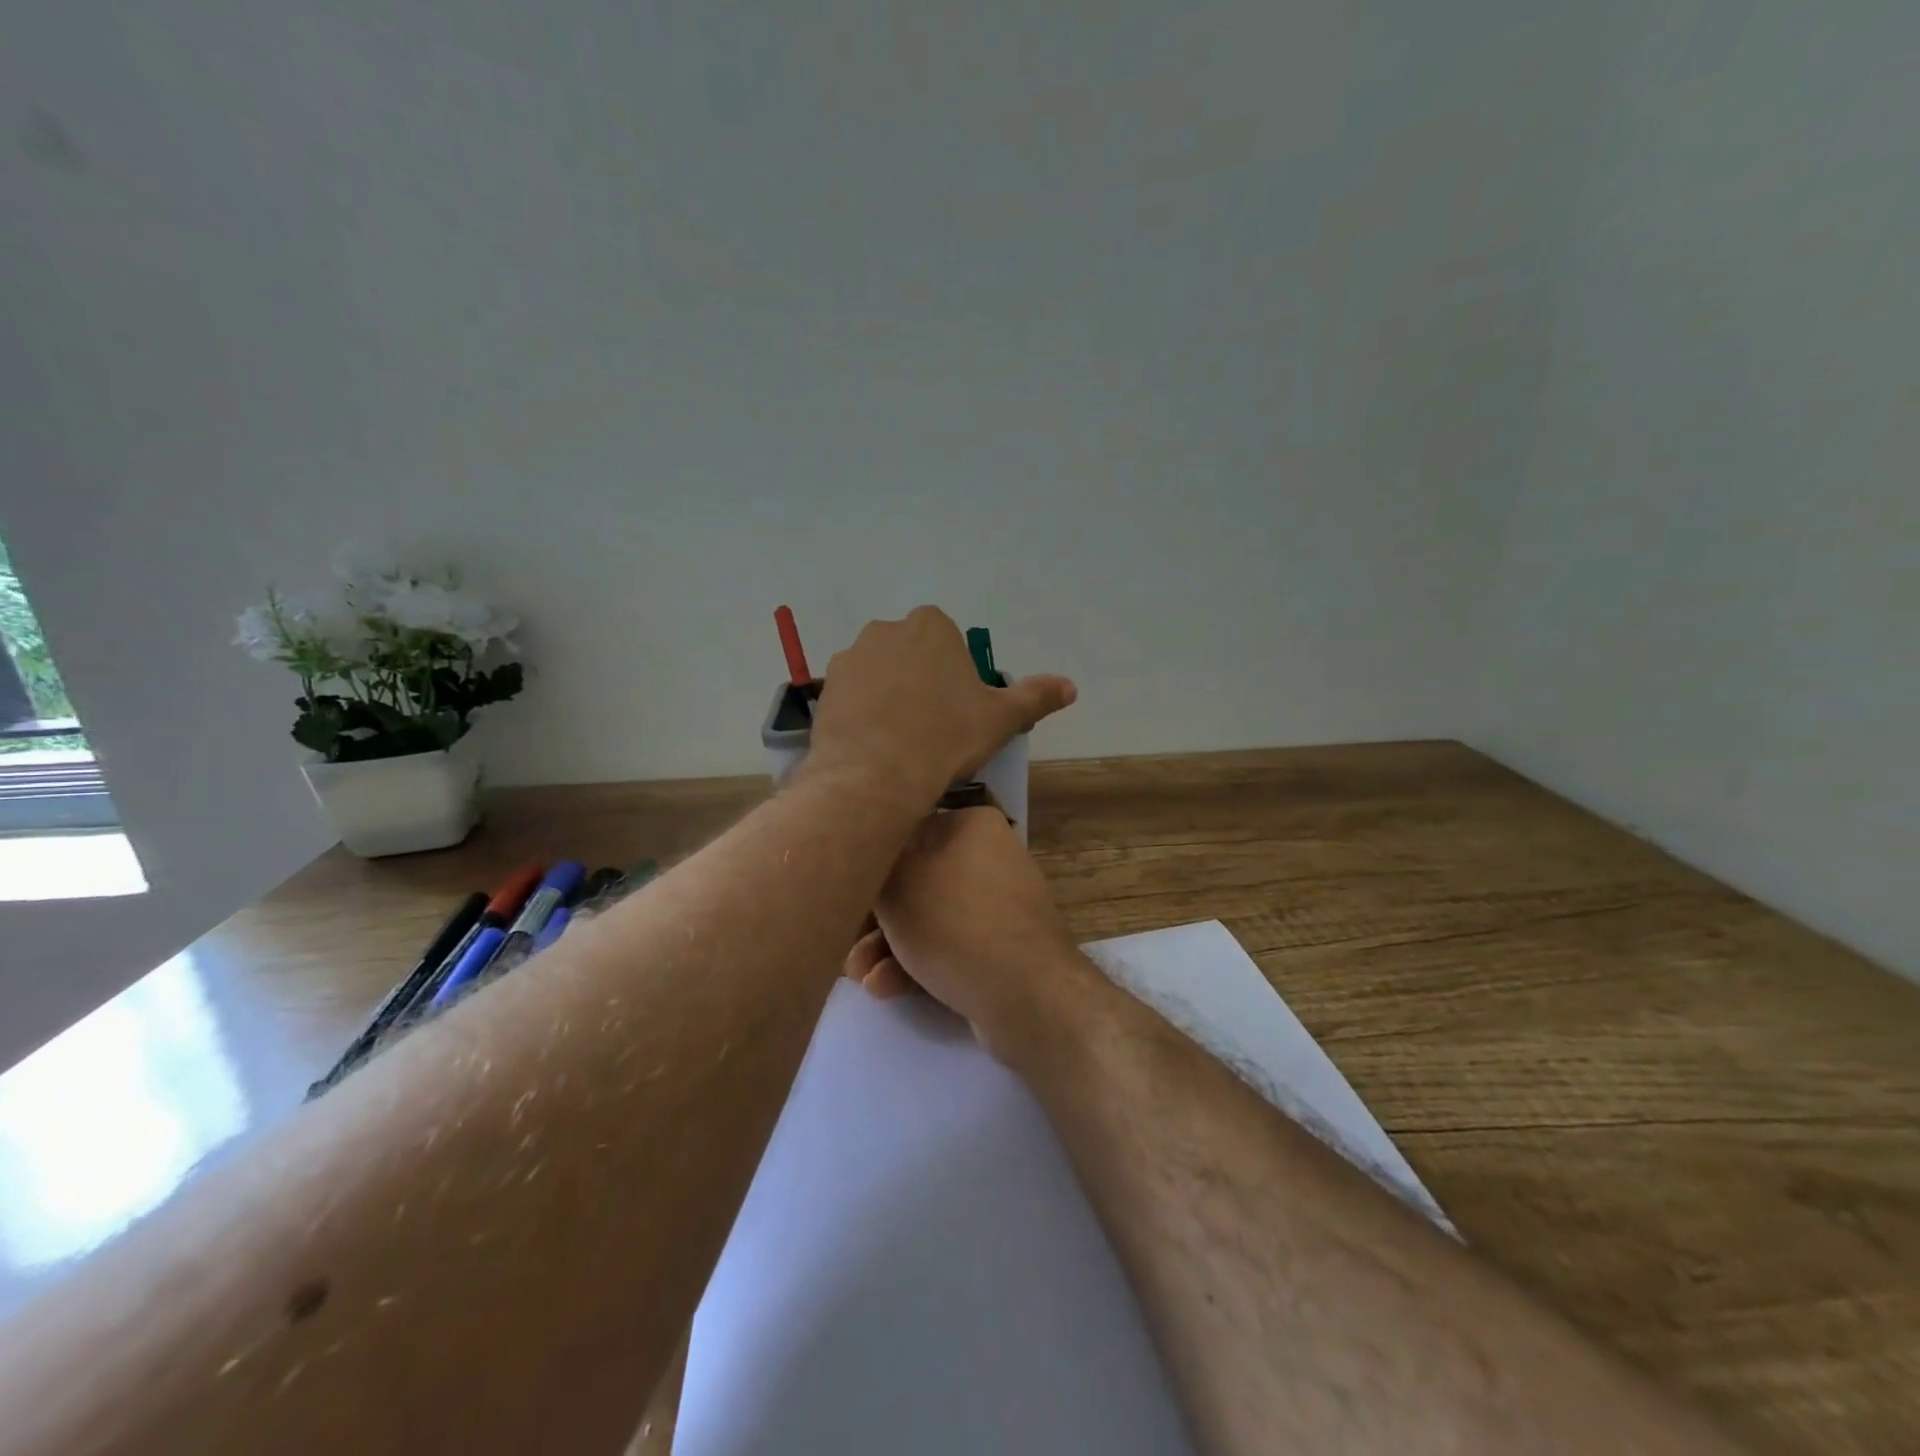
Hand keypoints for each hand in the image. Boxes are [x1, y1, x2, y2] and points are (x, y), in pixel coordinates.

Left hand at [804, 607, 1075, 808]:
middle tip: (933, 725)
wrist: (876, 775)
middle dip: (921, 679)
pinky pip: (853, 695)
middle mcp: (886, 629)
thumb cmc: (946, 737)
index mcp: (931, 626)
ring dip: (890, 694)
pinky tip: (874, 743)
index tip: (958, 708)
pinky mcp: (826, 688)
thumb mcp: (1001, 718)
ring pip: (880, 673)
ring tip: (901, 739)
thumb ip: (1035, 696)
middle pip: (912, 653)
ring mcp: (850, 657)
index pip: (948, 640)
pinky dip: (863, 712)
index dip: (955, 674)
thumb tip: (1071, 687)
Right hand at [843, 806, 1090, 1060]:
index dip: (870, 865)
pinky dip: (917, 963)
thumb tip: (870, 853)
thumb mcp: (897, 884)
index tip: (843, 895)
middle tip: (846, 946)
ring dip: (889, 946)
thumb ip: (876, 863)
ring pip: (928, 918)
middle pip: (914, 881)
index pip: (905, 832)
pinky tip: (886, 987)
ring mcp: (997, 905)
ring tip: (858, 975)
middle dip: (875, 919)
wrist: (1028, 996)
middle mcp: (988, 856)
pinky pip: (949, 946)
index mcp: (971, 825)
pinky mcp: (1000, 947)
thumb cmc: (955, 924)